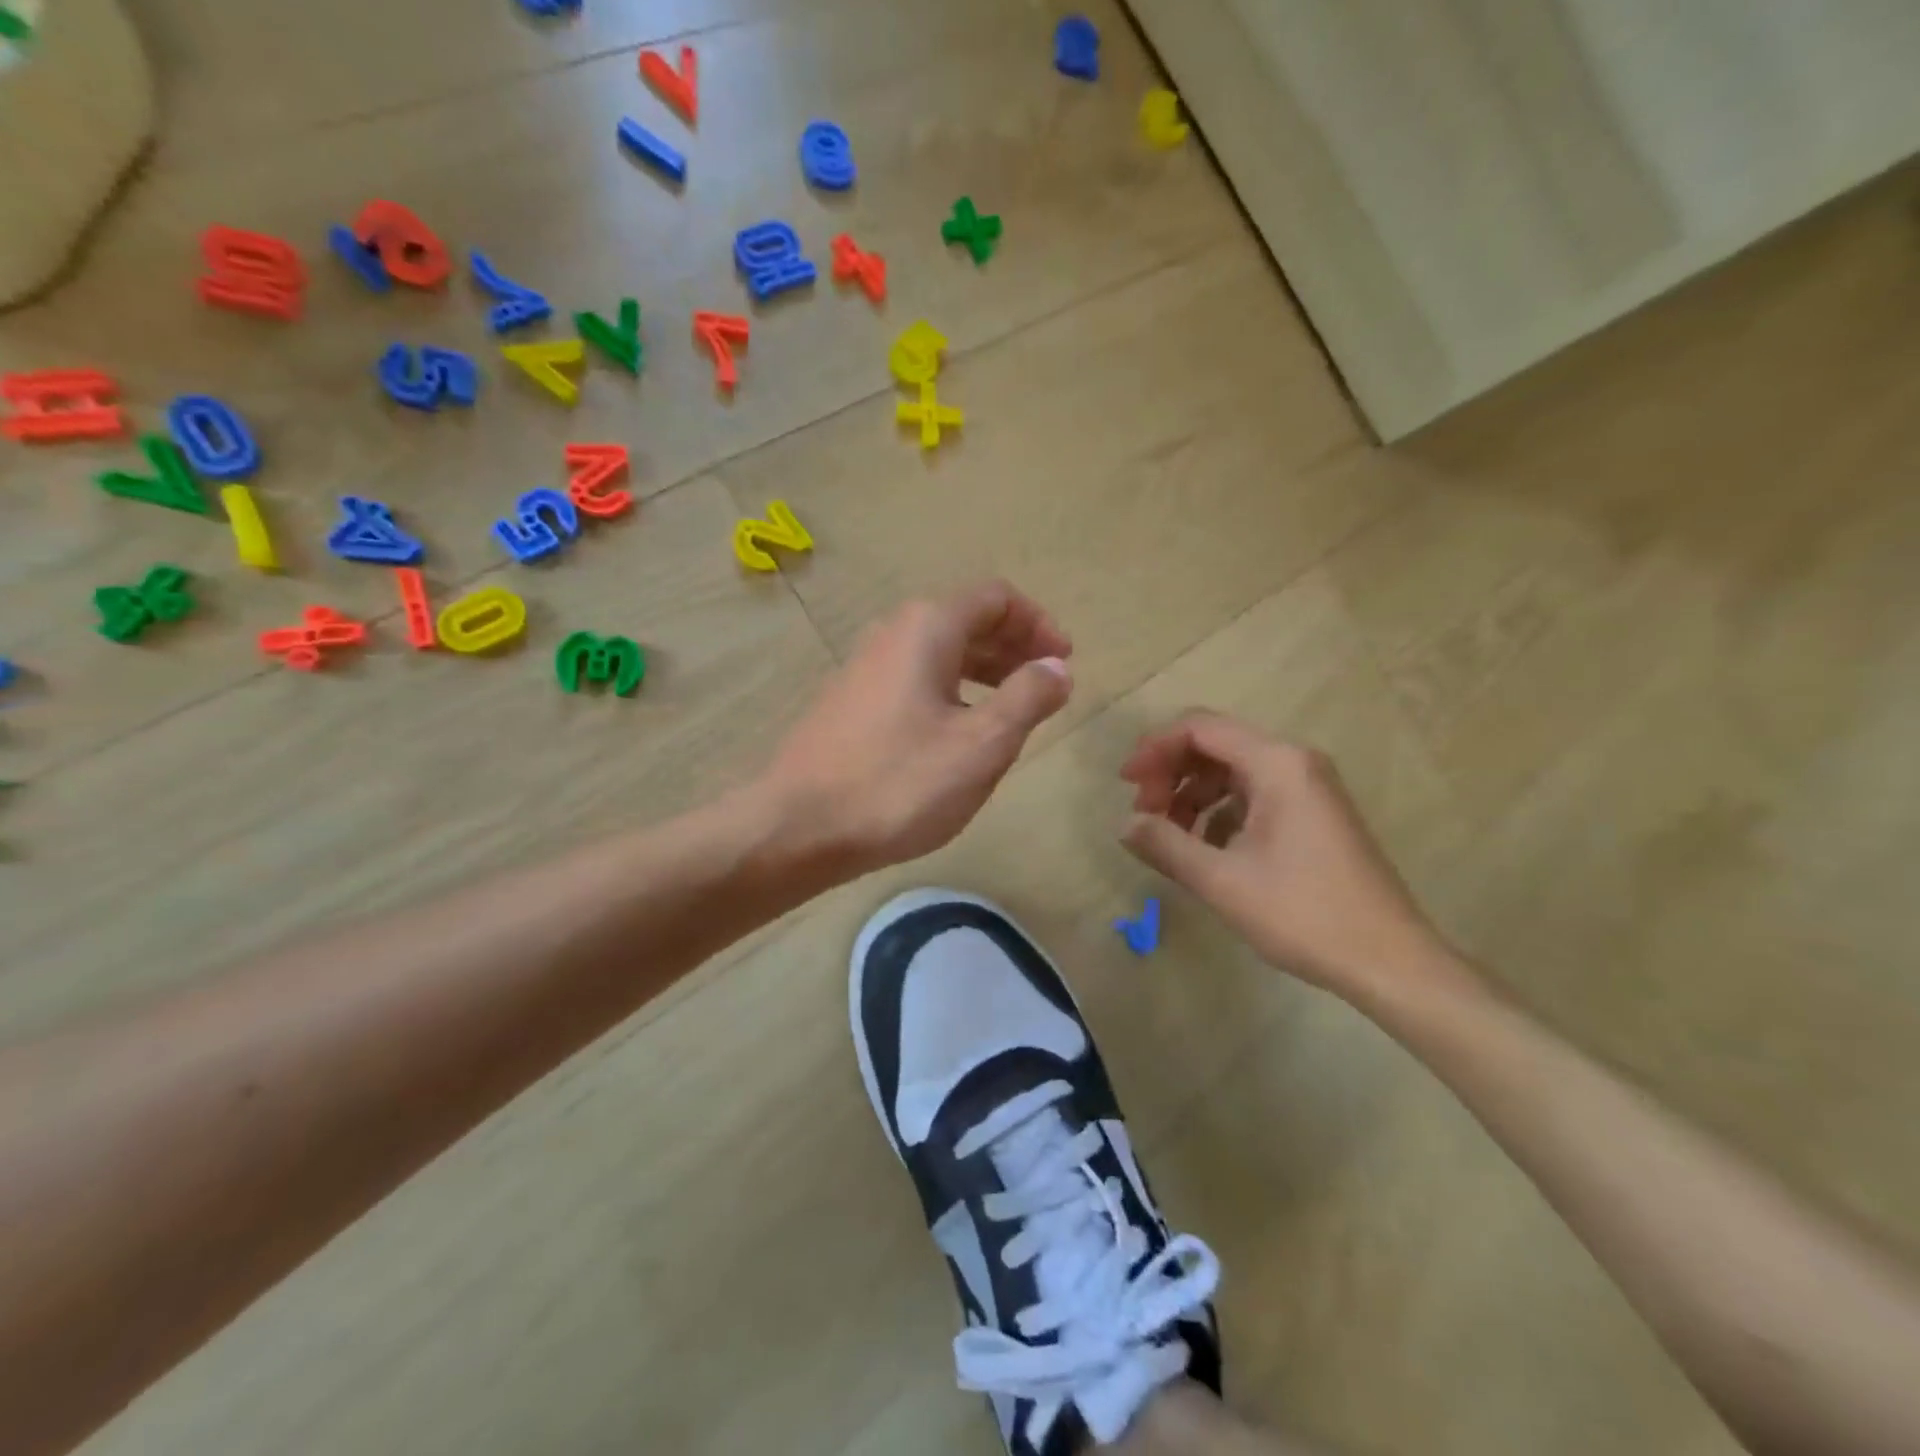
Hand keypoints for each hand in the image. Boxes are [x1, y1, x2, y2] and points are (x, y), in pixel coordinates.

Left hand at [763, 581, 1072, 873]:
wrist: (799, 826)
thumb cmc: (898, 783)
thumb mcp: (981, 744)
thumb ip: (1028, 698)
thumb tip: (1057, 667)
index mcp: (927, 628)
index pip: (996, 598)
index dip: (1038, 623)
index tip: (1064, 661)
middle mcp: (893, 633)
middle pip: (967, 620)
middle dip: (1015, 646)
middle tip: (1047, 685)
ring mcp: (865, 666)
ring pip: (940, 652)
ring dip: (985, 670)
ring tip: (1013, 710)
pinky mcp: (852, 701)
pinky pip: (915, 678)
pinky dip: (952, 690)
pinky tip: (961, 731)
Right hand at [1119, 713, 1450, 997]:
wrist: (1390, 961)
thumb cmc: (1304, 915)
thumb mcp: (1221, 881)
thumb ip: (1165, 844)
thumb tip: (1126, 824)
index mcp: (1277, 764)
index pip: (1199, 728)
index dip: (1154, 749)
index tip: (1126, 786)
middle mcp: (1295, 762)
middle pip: (1215, 745)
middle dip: (1171, 773)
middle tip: (1145, 816)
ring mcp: (1308, 787)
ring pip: (1232, 771)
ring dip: (1192, 795)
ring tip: (1171, 837)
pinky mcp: (1313, 813)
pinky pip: (1253, 794)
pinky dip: (1220, 811)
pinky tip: (1207, 850)